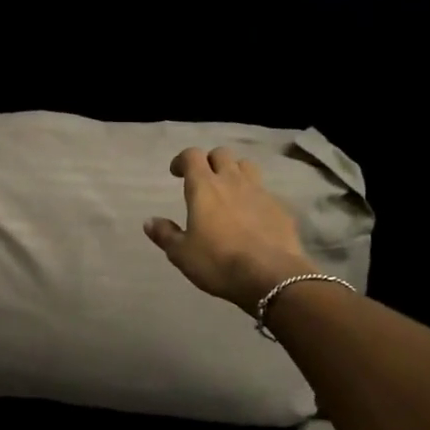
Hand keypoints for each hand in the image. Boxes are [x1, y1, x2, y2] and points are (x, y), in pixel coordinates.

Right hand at [144, 147, 316, 309]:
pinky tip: (253, 216)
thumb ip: (165, 234)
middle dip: (210, 161)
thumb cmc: (218, 262)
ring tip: (230, 190)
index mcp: (204, 187)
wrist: (271, 276)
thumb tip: (149, 221)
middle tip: (204, 180)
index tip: (176, 173)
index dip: (182, 160)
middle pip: (221, 154)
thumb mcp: (181, 254)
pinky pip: (265, 191)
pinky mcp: (280, 207)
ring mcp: (260, 191)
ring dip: (235, 172)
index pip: (192, 155)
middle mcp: (232, 181)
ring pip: (247, 166)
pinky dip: (255, 196)